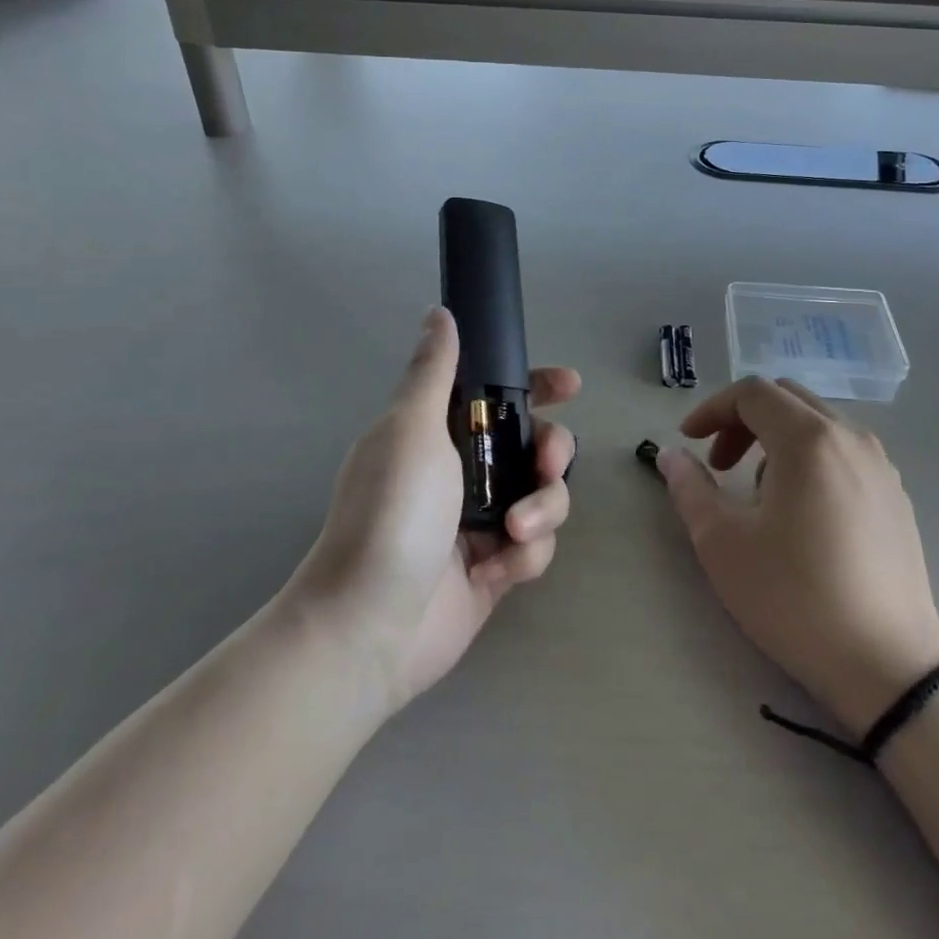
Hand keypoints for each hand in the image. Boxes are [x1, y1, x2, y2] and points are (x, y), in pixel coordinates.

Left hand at [289, 307, 577, 716]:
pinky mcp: (496, 566)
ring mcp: (482, 520)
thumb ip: (434, 371)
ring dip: (541, 509)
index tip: (569, 385)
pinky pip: (535, 546)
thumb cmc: (392, 513)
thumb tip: (440, 313)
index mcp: (440, 432)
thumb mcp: (411, 429)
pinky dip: (524, 555)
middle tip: (546, 465)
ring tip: (514, 533)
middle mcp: (464, 470)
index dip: (535, 385)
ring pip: (544, 495)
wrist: (369, 625)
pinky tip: (495, 571)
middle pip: (535, 444)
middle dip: (551, 452)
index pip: (495, 395)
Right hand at [656, 377, 938, 735]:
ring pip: (818, 424)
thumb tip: (671, 456)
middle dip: (743, 420)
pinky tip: (802, 511)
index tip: (689, 441)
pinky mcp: (897, 496)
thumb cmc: (795, 598)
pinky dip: (810, 458)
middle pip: (786, 398)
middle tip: (719, 462)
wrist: (888, 666)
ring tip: (759, 493)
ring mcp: (881, 466)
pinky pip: (844, 452)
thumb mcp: (723, 544)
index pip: (752, 393)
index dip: (712, 409)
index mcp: (808, 440)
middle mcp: (850, 438)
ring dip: (777, 438)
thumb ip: (690, 489)